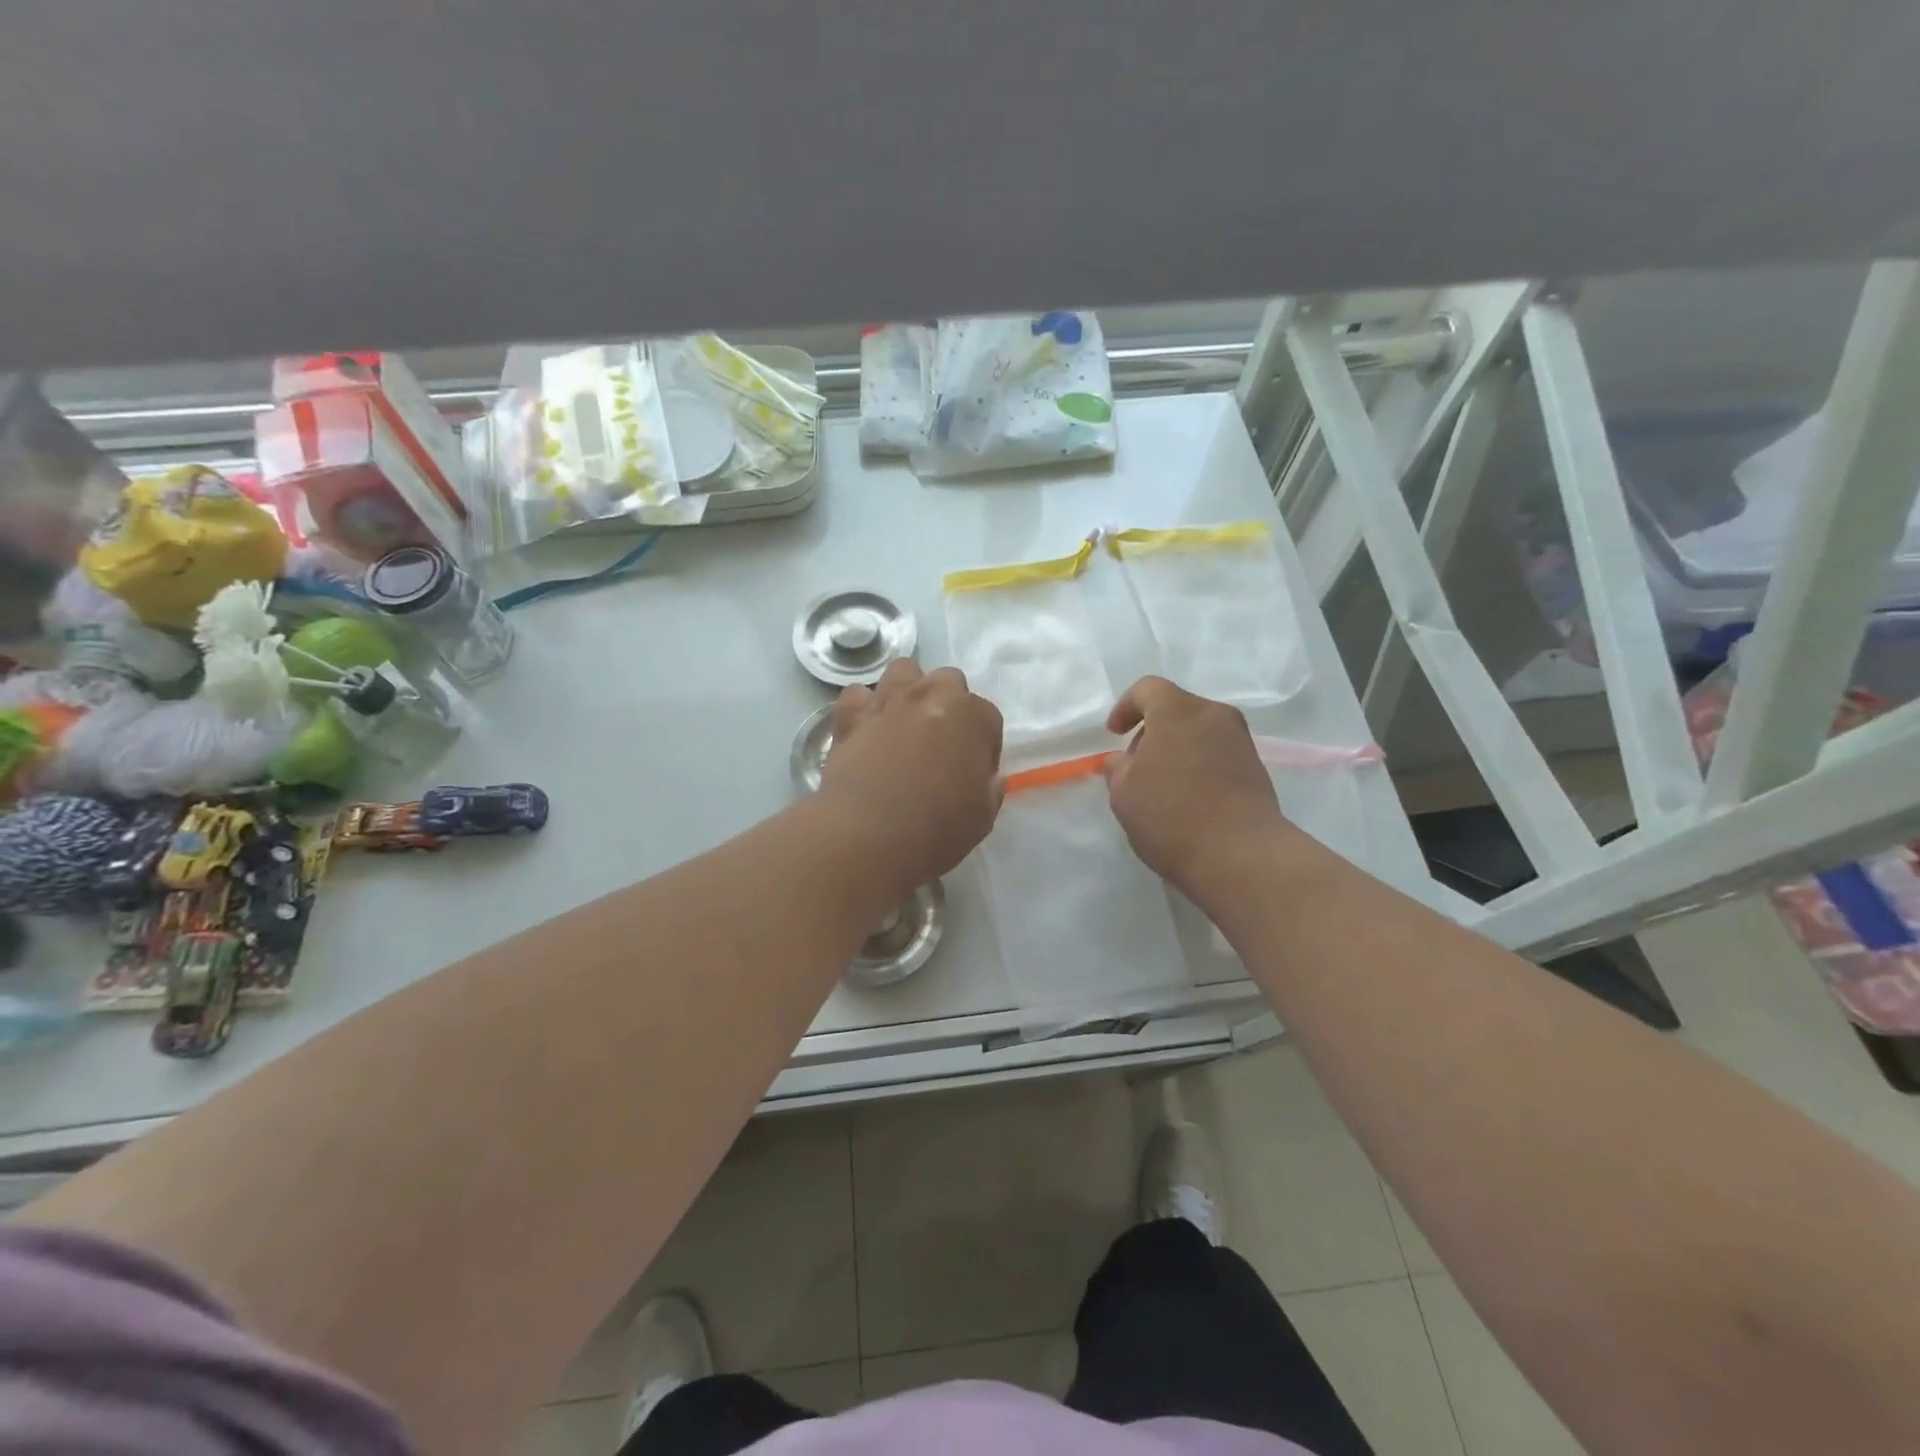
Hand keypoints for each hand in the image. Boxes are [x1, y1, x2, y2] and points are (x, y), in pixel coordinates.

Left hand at [817, 660, 1003, 898]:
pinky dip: (863, 707)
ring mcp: (888, 701)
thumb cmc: (936, 828)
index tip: (975, 773)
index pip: (988, 718)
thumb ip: (989, 788)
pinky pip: (858, 695)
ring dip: (909, 691)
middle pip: (949, 682)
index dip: (984, 747)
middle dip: (950, 706)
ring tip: (906, 725)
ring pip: (904, 671)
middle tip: (942, 745)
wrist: (867, 835)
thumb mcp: (983, 817)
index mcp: (971, 716)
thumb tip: (988, 778)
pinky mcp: (850, 716)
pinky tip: (867, 730)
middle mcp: (931, 695)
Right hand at [1104, 676, 1289, 899]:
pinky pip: (1217, 753)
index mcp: (1178, 711)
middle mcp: (1214, 716)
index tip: (1114, 735)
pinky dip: (1198, 764)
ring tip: (1161, 786)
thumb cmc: (1171, 816)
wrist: (1241, 855)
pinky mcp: (1256, 768)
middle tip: (1136, 765)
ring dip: (1177, 749)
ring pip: (1199, 731)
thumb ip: (1118, 769)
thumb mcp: (1124, 795)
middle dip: (1152, 730)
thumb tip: (1124, 760)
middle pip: (1176, 709)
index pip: (1147, 689)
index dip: (1125, 707)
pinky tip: (1187, 798)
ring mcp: (1241, 741)